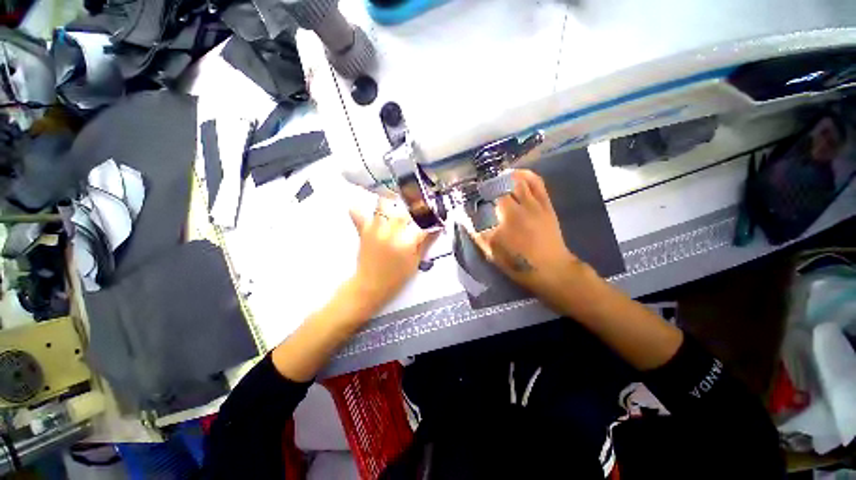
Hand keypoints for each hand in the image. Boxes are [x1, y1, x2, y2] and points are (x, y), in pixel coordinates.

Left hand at [349, 196, 436, 311]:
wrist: (370, 285)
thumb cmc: (396, 277)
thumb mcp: (415, 262)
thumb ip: (425, 243)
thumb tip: (436, 229)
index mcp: (406, 242)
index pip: (423, 225)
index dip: (431, 220)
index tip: (436, 216)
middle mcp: (390, 232)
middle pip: (404, 211)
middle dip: (415, 207)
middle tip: (419, 206)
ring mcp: (376, 229)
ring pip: (383, 204)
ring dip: (392, 200)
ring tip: (397, 200)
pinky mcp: (364, 230)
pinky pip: (358, 214)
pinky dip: (360, 209)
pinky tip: (366, 207)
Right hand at [467, 169, 583, 305]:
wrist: (551, 269)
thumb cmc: (518, 262)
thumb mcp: (492, 251)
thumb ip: (477, 233)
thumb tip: (462, 217)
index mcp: (507, 217)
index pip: (491, 195)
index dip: (482, 190)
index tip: (474, 191)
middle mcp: (522, 206)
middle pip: (507, 184)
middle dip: (494, 181)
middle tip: (485, 184)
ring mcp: (537, 204)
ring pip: (523, 180)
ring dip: (509, 175)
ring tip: (500, 176)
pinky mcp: (547, 206)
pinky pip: (538, 184)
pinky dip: (527, 176)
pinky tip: (519, 176)